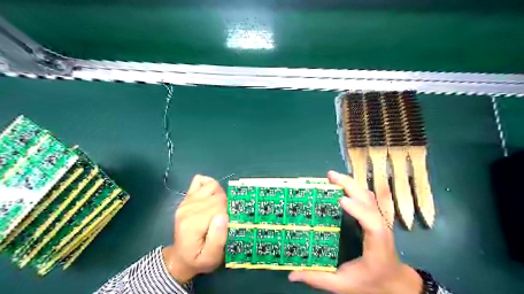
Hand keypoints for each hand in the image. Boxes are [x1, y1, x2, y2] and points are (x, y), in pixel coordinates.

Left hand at [163, 175, 228, 282]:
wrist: (180, 257)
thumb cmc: (198, 259)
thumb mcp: (211, 258)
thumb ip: (218, 239)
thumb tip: (224, 216)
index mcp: (193, 223)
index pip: (219, 206)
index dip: (229, 213)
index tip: (229, 224)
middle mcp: (188, 208)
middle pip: (217, 195)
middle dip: (226, 205)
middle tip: (225, 220)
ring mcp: (186, 201)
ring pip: (212, 185)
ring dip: (220, 195)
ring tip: (219, 208)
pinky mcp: (187, 197)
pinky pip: (200, 180)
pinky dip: (209, 185)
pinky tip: (211, 197)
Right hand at [286, 170, 420, 293]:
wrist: (395, 283)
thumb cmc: (371, 282)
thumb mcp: (343, 284)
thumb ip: (318, 279)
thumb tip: (291, 275)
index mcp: (376, 243)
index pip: (372, 222)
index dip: (358, 209)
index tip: (341, 200)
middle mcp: (380, 227)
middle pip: (368, 200)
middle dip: (350, 185)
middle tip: (329, 176)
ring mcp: (379, 219)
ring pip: (367, 195)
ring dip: (350, 183)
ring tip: (332, 176)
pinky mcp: (375, 217)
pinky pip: (365, 197)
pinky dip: (353, 187)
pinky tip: (342, 184)